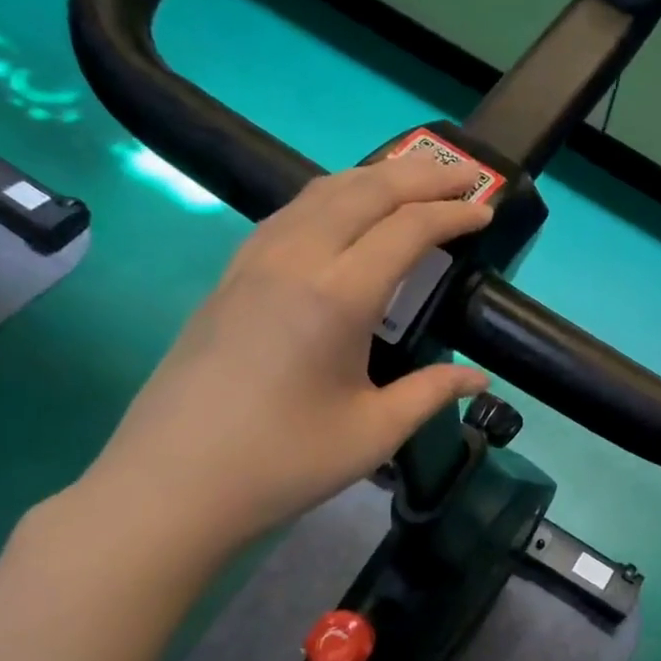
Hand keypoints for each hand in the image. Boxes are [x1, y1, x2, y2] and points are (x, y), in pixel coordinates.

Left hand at [77, 154, 494, 558]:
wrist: (173, 484)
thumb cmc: (283, 462)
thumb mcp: (374, 433)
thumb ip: (432, 393)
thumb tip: (478, 377)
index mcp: (337, 297)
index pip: (406, 230)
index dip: (452, 215)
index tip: (487, 212)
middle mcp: (294, 260)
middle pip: (364, 191)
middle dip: (420, 176)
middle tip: (464, 177)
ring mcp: (253, 263)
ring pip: (320, 192)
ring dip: (373, 178)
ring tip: (412, 183)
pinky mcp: (229, 277)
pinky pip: (289, 213)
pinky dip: (332, 197)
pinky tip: (344, 215)